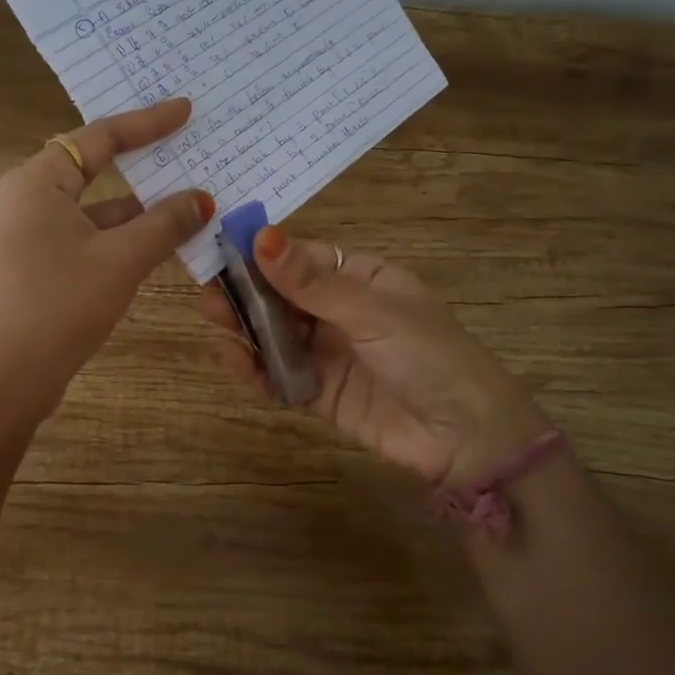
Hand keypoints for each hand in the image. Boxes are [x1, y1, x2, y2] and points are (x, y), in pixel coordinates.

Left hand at [0, 99, 214, 424]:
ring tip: (188, 201)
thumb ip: (165, 223)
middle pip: (93, 168)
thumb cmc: (60, 305)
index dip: (146, 123)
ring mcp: (25, 233)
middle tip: (186, 147)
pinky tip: (158, 243)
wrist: (6, 381)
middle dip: (142, 164)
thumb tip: (203, 198)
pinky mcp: (32, 263)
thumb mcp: (121, 260)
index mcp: (36, 182)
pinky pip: (83, 234)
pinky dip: (118, 236)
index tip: (185, 110)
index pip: (99, 138)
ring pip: (91, 207)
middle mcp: (24, 198)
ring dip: (136, 209)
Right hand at [198, 228, 553, 485]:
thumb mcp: (373, 311)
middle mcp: (339, 311)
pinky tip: (237, 362)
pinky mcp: (319, 393)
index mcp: (360, 278)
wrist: (467, 438)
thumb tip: (262, 236)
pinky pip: (280, 375)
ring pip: (276, 334)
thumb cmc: (428, 355)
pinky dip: (257, 370)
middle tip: (207, 294)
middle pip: (281, 296)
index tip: (222, 252)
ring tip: (216, 324)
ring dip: (246, 329)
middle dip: (246, 294)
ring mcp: (328, 352)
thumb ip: (312, 282)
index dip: (263, 255)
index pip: (300, 257)